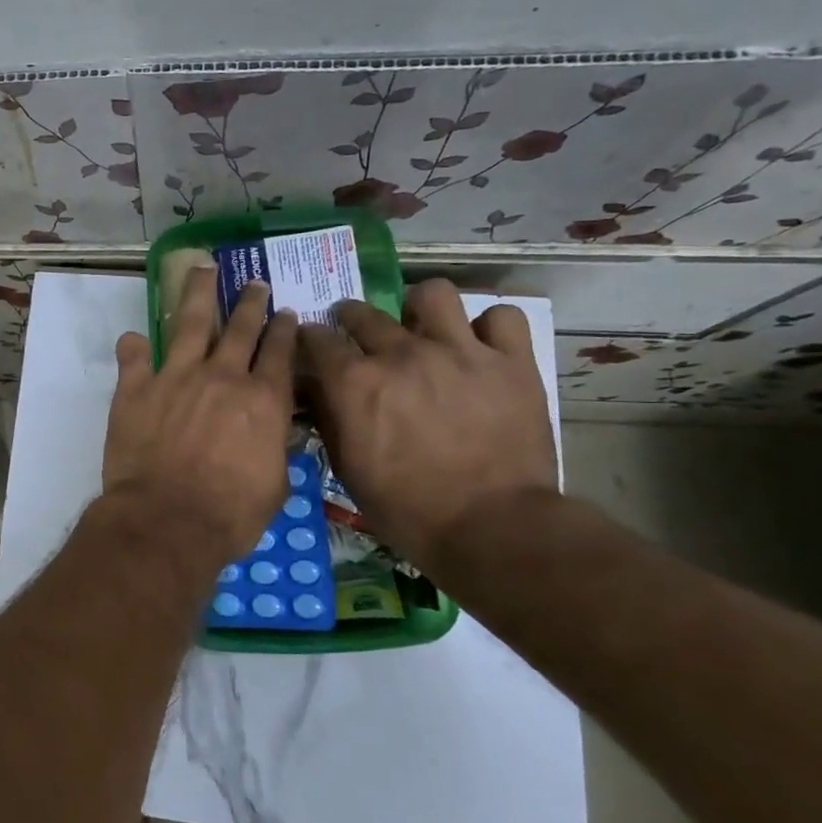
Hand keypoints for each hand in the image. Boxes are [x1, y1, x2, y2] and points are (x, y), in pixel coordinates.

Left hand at [103, 270, 297, 572]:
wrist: (167, 520)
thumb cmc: (230, 514)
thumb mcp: (274, 486)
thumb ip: (274, 449)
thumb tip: (273, 434)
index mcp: (262, 399)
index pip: (279, 352)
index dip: (284, 330)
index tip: (286, 313)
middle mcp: (222, 376)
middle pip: (241, 327)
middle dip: (251, 302)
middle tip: (255, 283)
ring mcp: (175, 376)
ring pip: (190, 322)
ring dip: (198, 293)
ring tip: (203, 270)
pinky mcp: (136, 388)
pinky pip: (133, 356)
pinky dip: (133, 346)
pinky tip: (134, 337)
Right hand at [298, 279, 556, 567]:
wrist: (492, 529)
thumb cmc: (407, 509)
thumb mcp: (348, 469)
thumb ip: (328, 418)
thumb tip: (313, 388)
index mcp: (356, 382)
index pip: (317, 338)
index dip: (310, 340)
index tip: (313, 347)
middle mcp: (402, 353)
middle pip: (363, 312)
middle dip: (350, 318)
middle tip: (359, 337)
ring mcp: (460, 352)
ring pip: (433, 293)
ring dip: (420, 308)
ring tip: (423, 328)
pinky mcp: (511, 362)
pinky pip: (502, 317)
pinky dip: (489, 327)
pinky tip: (480, 347)